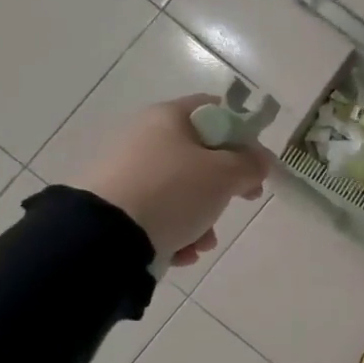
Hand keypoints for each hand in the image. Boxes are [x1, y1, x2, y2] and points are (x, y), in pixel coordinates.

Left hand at [68, 95, 273, 266]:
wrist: (103, 237)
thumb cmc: (172, 192)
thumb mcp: (225, 175)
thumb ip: (251, 164)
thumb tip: (259, 161)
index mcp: (167, 118)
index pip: (215, 111)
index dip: (241, 134)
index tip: (254, 163)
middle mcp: (143, 137)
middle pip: (200, 155)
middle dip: (224, 185)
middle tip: (241, 200)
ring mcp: (125, 172)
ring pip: (180, 190)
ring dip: (202, 217)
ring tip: (203, 242)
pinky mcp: (113, 204)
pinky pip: (157, 213)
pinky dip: (175, 231)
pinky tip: (180, 251)